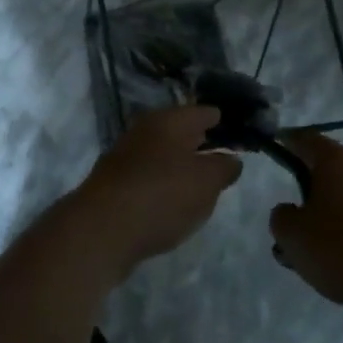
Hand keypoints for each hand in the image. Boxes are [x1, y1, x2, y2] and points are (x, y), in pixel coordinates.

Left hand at [65, 106, 241, 280]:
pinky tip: (174, 198)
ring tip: (204, 180)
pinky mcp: (115, 182)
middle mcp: (145, 130)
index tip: (241, 131)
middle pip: (181, 131)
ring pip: (163, 153)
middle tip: (226, 155)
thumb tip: (230, 159)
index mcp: (168, 120)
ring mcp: (126, 155)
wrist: (101, 229)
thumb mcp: (206, 182)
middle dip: (202, 141)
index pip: (204, 112)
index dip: (223, 121)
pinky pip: (149, 174)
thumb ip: (223, 168)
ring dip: (182, 163)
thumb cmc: (161, 196)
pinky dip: (164, 181)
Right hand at [268, 133, 342, 314]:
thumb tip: (289, 211)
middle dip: (316, 192)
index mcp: (336, 161)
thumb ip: (281, 219)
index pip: (305, 140)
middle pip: (334, 171)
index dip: (288, 143)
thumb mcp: (296, 239)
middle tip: (302, 222)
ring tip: (332, 254)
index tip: (278, 148)